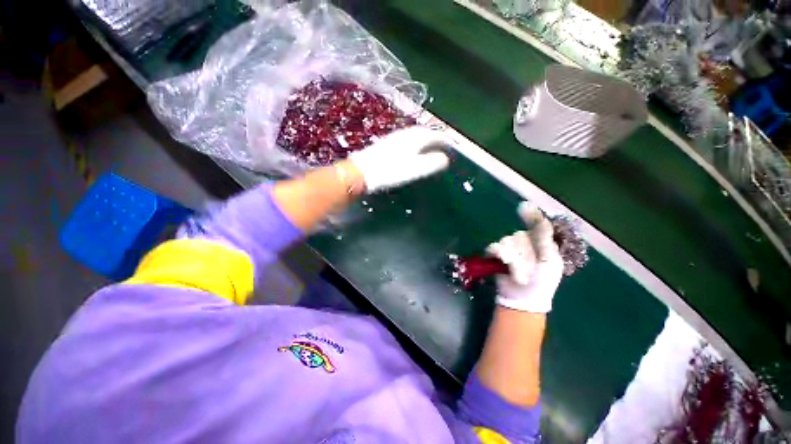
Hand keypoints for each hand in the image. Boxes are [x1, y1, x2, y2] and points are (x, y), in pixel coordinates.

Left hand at [349, 126, 452, 192]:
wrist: (362, 172)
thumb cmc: (390, 171)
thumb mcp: (415, 169)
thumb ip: (431, 163)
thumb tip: (445, 159)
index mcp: (414, 138)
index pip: (433, 135)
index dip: (443, 139)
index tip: (450, 144)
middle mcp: (404, 134)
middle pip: (424, 132)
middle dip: (434, 137)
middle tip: (442, 144)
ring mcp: (393, 138)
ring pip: (413, 134)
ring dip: (424, 139)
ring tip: (429, 146)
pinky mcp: (386, 144)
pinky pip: (405, 139)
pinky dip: (413, 142)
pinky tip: (410, 149)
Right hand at [486, 202, 562, 312]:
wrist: (522, 299)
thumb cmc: (541, 282)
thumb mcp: (550, 260)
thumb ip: (545, 238)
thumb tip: (540, 218)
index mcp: (541, 244)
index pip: (536, 225)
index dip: (531, 216)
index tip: (523, 207)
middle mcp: (525, 244)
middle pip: (519, 235)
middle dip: (523, 251)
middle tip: (529, 267)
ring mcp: (511, 249)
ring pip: (507, 241)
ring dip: (513, 257)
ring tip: (518, 272)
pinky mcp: (497, 255)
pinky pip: (495, 247)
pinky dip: (498, 254)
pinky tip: (503, 262)